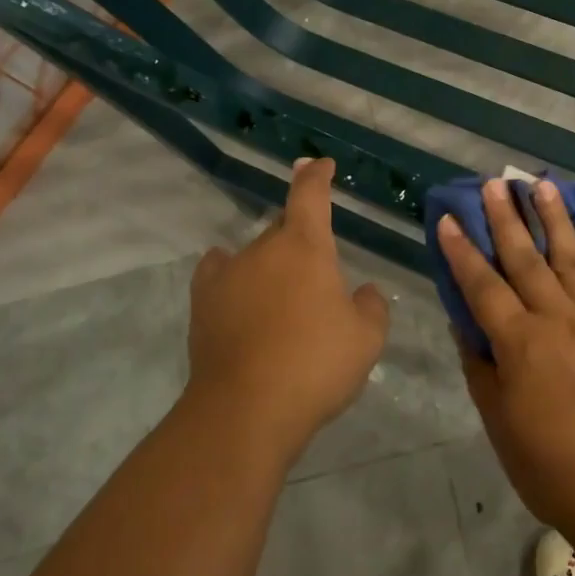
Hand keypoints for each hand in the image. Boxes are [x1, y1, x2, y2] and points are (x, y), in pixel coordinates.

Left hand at [186, 157, 389, 465]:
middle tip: (317, 270)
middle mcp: (264, 249)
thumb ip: (371, 306)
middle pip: (283, 226)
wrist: (246, 411)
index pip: (310, 193)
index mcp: (306, 246)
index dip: (316, 175)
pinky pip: (218, 272)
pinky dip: (231, 274)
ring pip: (254, 253)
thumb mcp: (367, 338)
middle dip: (301, 237)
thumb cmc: (316, 365)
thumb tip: (362, 292)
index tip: (320, 165)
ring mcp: (229, 274)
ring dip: (271, 264)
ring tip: (282, 295)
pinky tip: (238, 289)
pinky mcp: (203, 303)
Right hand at [437, 178, 574, 548]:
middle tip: (494, 183)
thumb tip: (466, 327)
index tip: (447, 218)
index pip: (482, 285)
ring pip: (572, 258)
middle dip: (506, 219)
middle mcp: (558, 319)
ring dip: (556, 219)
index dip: (461, 251)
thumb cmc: (550, 467)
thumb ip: (481, 369)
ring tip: (543, 186)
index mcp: (520, 343)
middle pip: (526, 259)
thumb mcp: (499, 423)